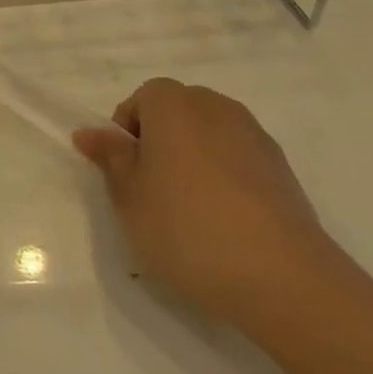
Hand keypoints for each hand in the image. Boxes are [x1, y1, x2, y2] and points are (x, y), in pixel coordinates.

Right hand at [73, 79, 367, 336]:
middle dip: (160, 138)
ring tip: (186, 208)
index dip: (128, 128)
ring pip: (210, 134)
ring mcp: (256, 138)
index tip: (124, 168)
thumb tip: (89, 131)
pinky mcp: (283, 170)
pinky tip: (221, 221)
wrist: (280, 277)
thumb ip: (111, 158)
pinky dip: (223, 177)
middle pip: (180, 109)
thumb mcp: (129, 197)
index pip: (144, 96)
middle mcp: (218, 110)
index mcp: (176, 108)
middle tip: (149, 187)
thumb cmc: (184, 229)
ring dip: (192, 157)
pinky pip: (238, 158)